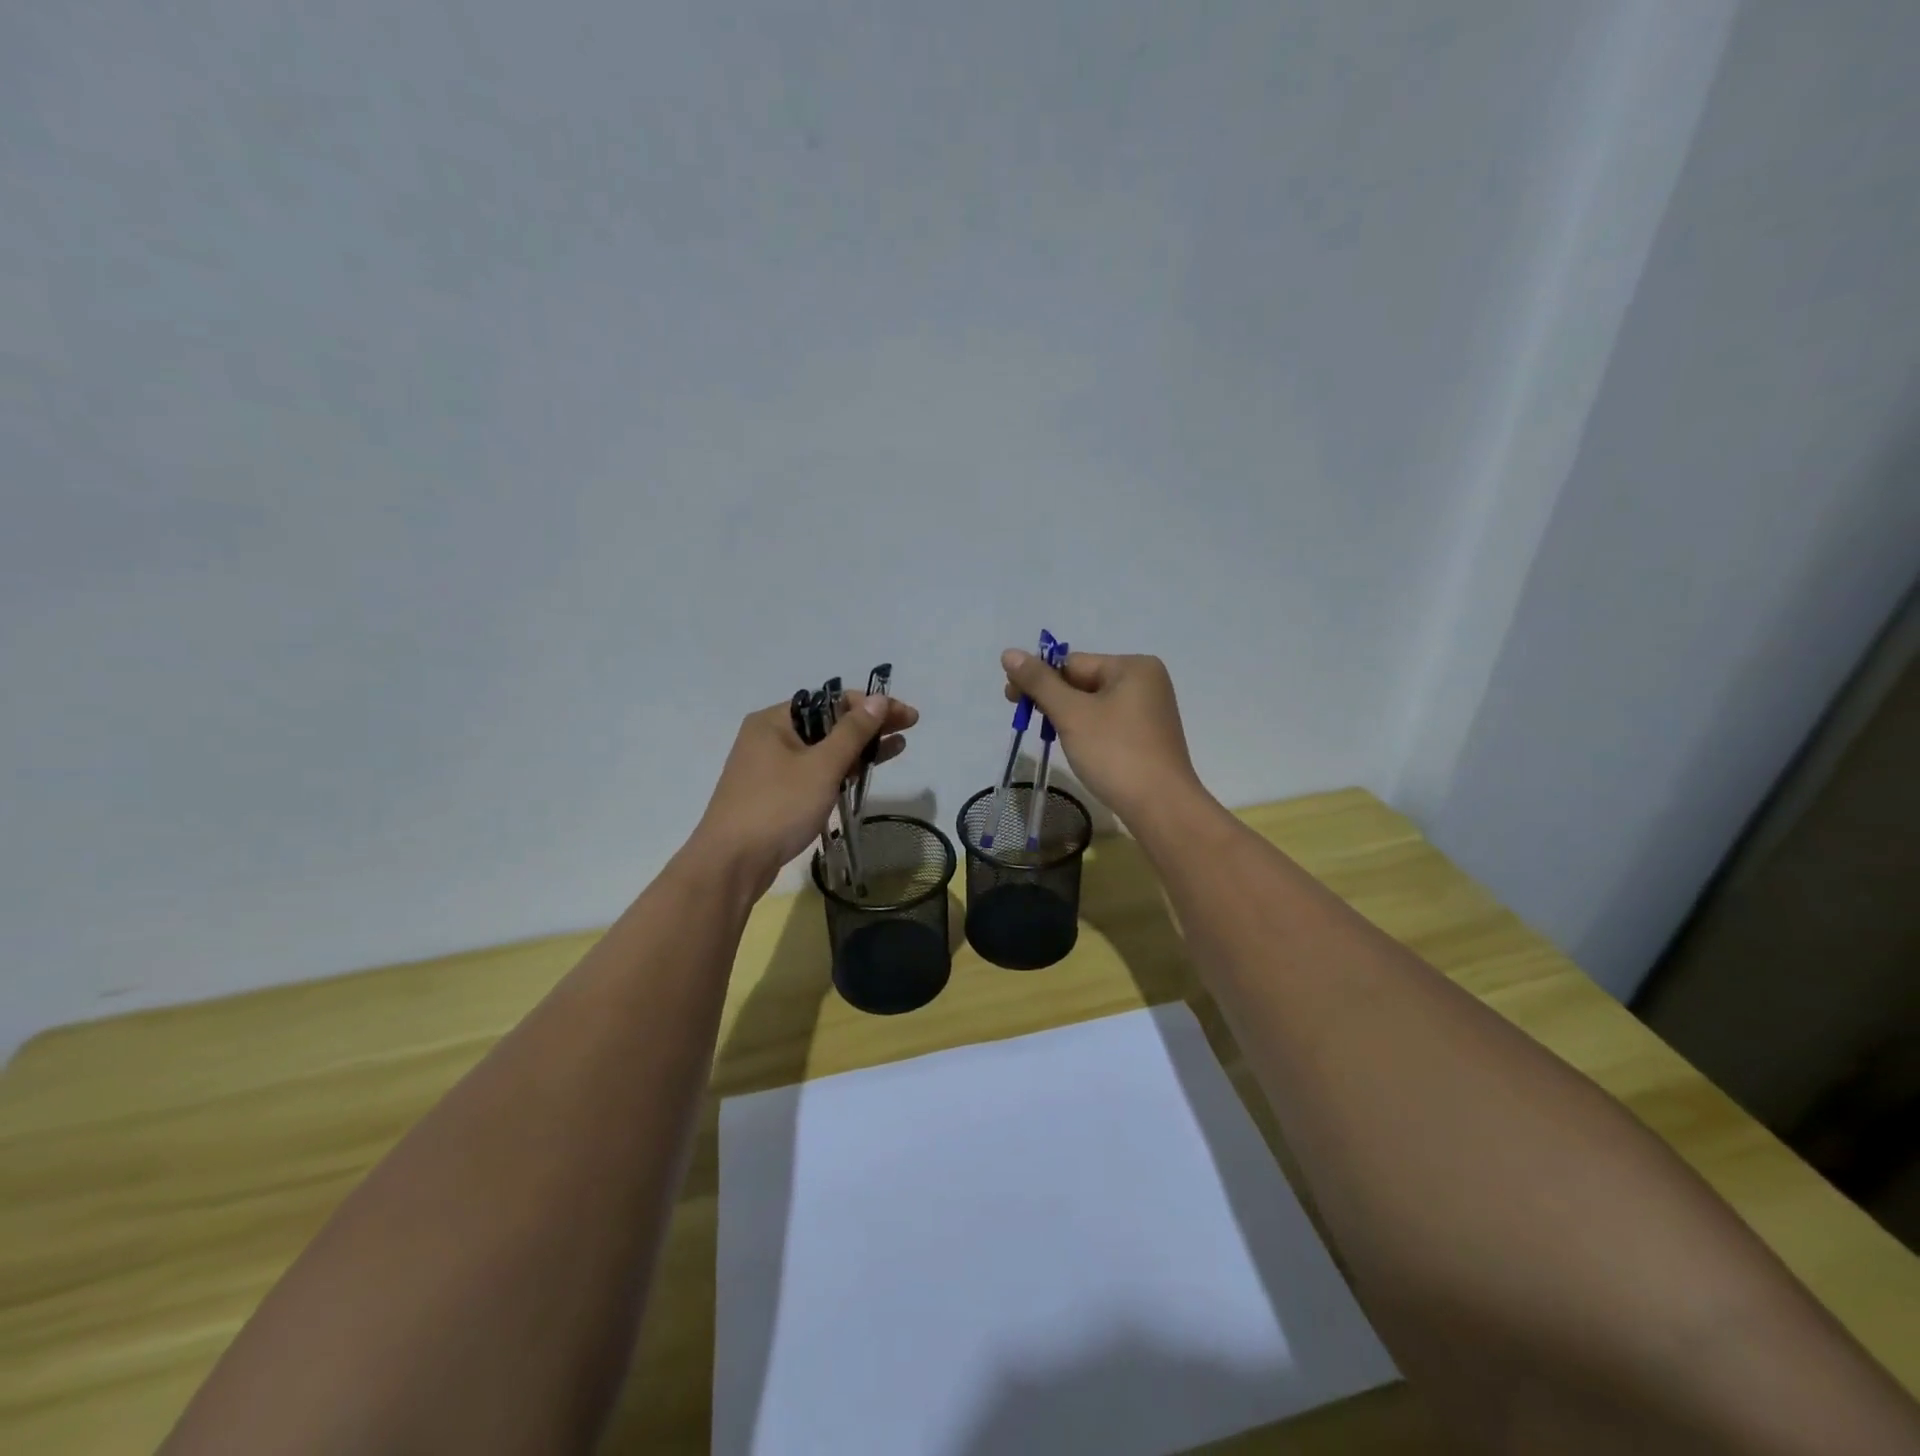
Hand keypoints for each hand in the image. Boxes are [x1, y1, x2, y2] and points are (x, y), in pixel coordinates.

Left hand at [690, 691, 918, 896]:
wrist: (732, 864)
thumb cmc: (778, 807)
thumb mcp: (821, 766)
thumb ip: (853, 732)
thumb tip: (879, 700)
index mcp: (774, 720)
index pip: (831, 700)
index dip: (872, 705)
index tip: (906, 715)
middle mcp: (770, 737)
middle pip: (828, 723)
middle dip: (869, 725)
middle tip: (908, 727)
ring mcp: (771, 767)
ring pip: (823, 749)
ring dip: (859, 748)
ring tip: (898, 746)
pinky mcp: (776, 794)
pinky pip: (815, 772)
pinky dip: (841, 769)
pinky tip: (864, 772)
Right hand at [1001, 648, 1205, 826]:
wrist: (1161, 807)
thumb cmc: (1115, 753)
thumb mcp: (1072, 714)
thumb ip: (1039, 682)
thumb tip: (1009, 653)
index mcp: (1133, 667)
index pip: (1072, 663)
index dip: (1039, 678)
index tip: (1011, 698)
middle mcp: (1146, 682)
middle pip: (1084, 681)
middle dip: (1052, 698)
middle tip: (1024, 718)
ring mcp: (1149, 711)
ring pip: (1094, 704)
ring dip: (1067, 715)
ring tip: (1048, 734)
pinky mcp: (1147, 736)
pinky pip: (1107, 722)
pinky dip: (1086, 729)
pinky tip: (1074, 746)